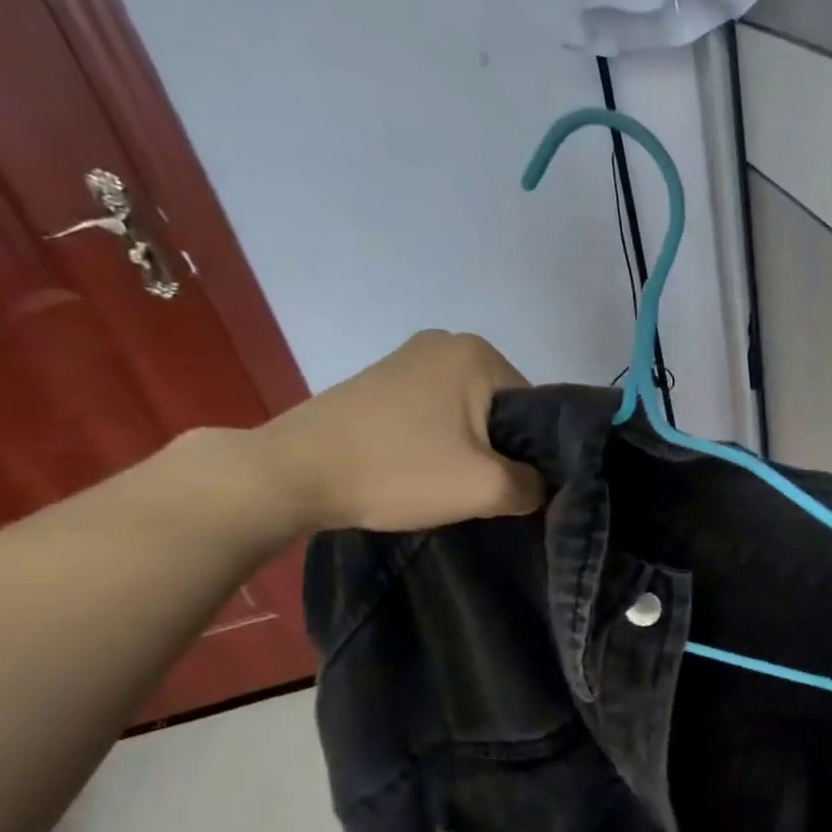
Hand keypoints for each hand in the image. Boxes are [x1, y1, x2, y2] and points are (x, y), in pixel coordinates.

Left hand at [248, 331, 543, 532]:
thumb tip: (542, 485)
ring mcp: (409, 358)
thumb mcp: (487, 488)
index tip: (517, 486)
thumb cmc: (397, 470)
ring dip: (472, 448)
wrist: (288, 475)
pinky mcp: (382, 380)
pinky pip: (437, 412)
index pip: (538, 410)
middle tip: (484, 487)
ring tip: (452, 481)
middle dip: (503, 450)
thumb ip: (536, 486)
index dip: (536, 454)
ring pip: (471, 413)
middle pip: (505, 410)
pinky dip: (441, 440)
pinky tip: (424, 467)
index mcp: (480, 354)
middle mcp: (448, 342)